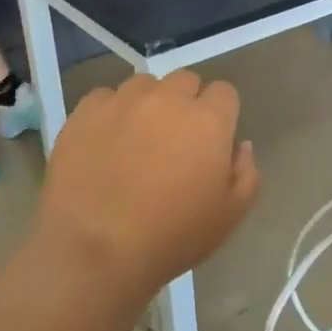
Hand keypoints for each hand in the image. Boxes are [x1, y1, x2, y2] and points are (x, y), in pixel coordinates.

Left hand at [34, 71, 259, 302]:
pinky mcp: (85, 112)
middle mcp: (167, 98)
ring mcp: (123, 101)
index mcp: (208, 120)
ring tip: (137, 138)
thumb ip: (246, 173)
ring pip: (144, 85)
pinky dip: (109, 113)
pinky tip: (104, 142)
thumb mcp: (229, 216)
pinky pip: (104, 98)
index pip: (224, 92)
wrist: (94, 249)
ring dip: (148, 103)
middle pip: (185, 81)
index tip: (211, 140)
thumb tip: (240, 145)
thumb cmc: (171, 236)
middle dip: (186, 102)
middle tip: (175, 139)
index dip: (220, 114)